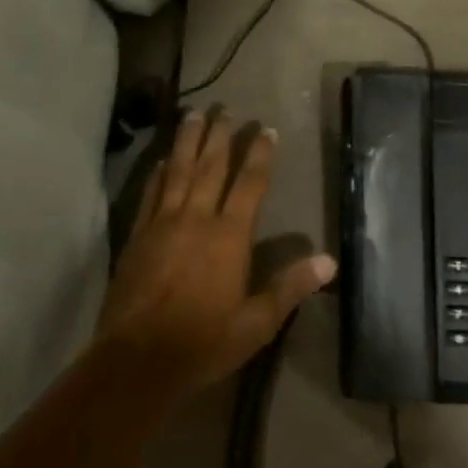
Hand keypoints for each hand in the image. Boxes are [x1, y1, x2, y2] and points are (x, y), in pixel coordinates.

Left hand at [98, 108, 335, 399]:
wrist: (139, 359)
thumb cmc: (204, 342)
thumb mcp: (257, 323)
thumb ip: (291, 287)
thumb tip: (330, 261)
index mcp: (228, 237)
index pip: (249, 184)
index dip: (260, 155)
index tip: (266, 129)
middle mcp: (196, 219)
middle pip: (210, 167)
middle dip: (220, 136)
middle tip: (225, 107)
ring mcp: (163, 224)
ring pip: (178, 171)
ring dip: (187, 141)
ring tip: (193, 114)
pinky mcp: (138, 236)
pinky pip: (151, 194)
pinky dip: (158, 173)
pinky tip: (161, 160)